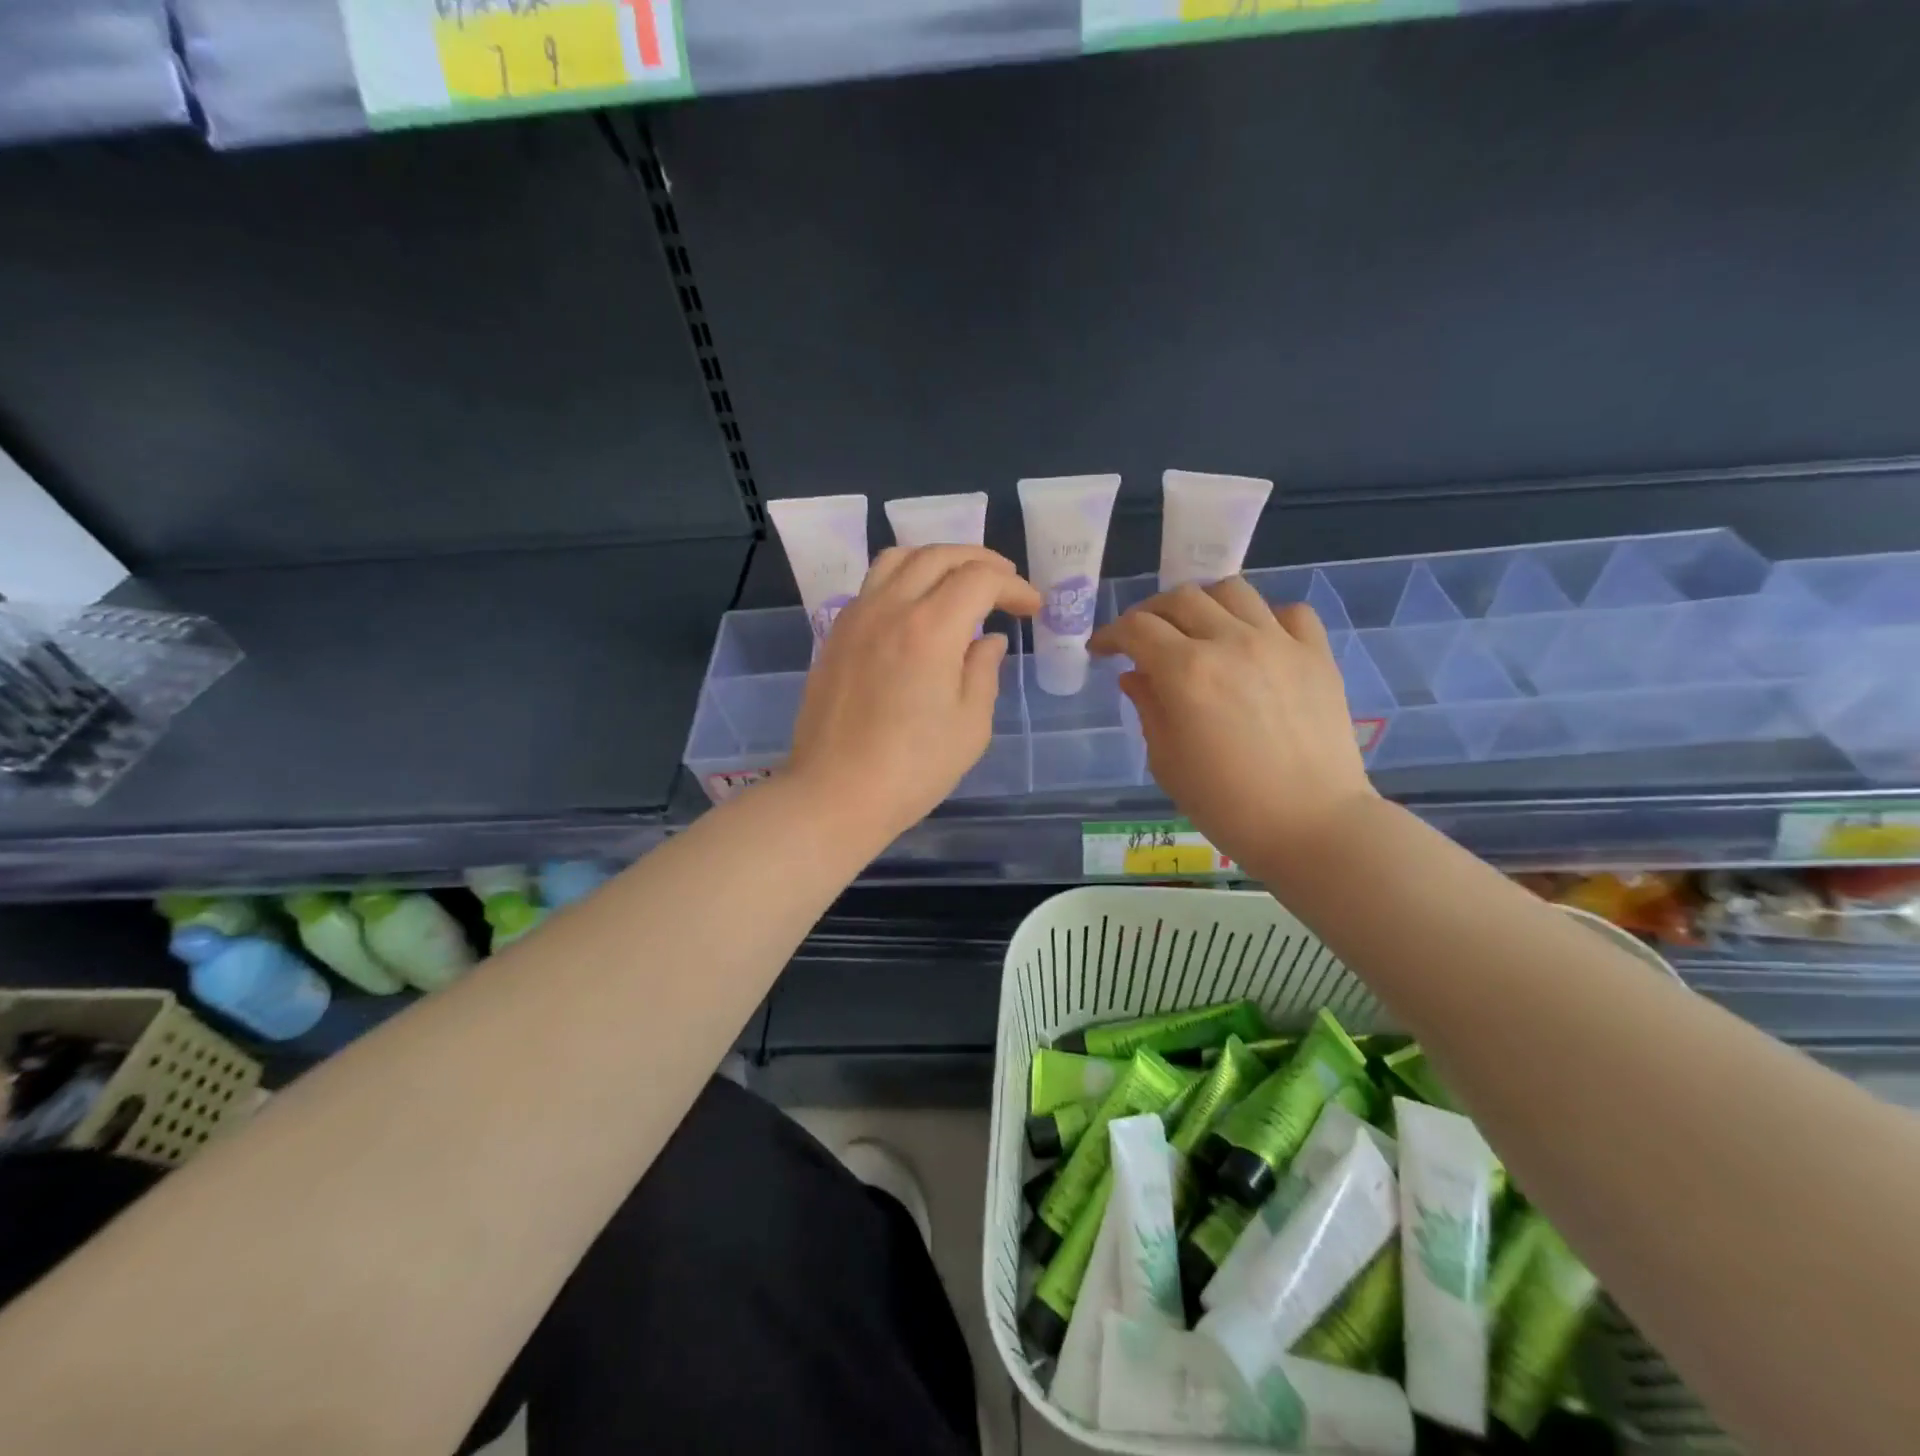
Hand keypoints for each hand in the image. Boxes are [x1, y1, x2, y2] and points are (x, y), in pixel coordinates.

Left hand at [788, 545, 1041, 840]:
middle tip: (1004, 584)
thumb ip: (984, 672)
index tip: (1031, 608)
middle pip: (938, 555)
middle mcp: (890, 608)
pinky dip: (904, 580)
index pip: (980, 579)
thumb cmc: (913, 769)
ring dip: (937, 560)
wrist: (836, 794)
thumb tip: (989, 640)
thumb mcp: (970, 726)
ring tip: (959, 582)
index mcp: (930, 629)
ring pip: (898, 559)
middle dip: (980, 561)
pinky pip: (873, 585)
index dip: (1013, 587)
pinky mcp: (836, 635)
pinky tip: (917, 609)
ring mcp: (856, 618)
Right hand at [1088, 578, 1376, 872]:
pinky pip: (1289, 612)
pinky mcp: (1317, 654)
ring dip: (1203, 603)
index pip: (1136, 628)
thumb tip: (1136, 675)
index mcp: (1185, 671)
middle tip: (1142, 639)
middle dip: (1150, 613)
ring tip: (1197, 629)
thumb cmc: (1227, 805)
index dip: (1110, 634)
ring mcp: (1279, 643)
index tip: (1101, 650)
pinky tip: (1256, 642)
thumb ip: (1148, 709)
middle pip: (1180, 598)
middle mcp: (1230, 642)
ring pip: (1232, 590)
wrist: (1312, 826)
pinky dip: (1264, 617)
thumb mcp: (1167, 762)